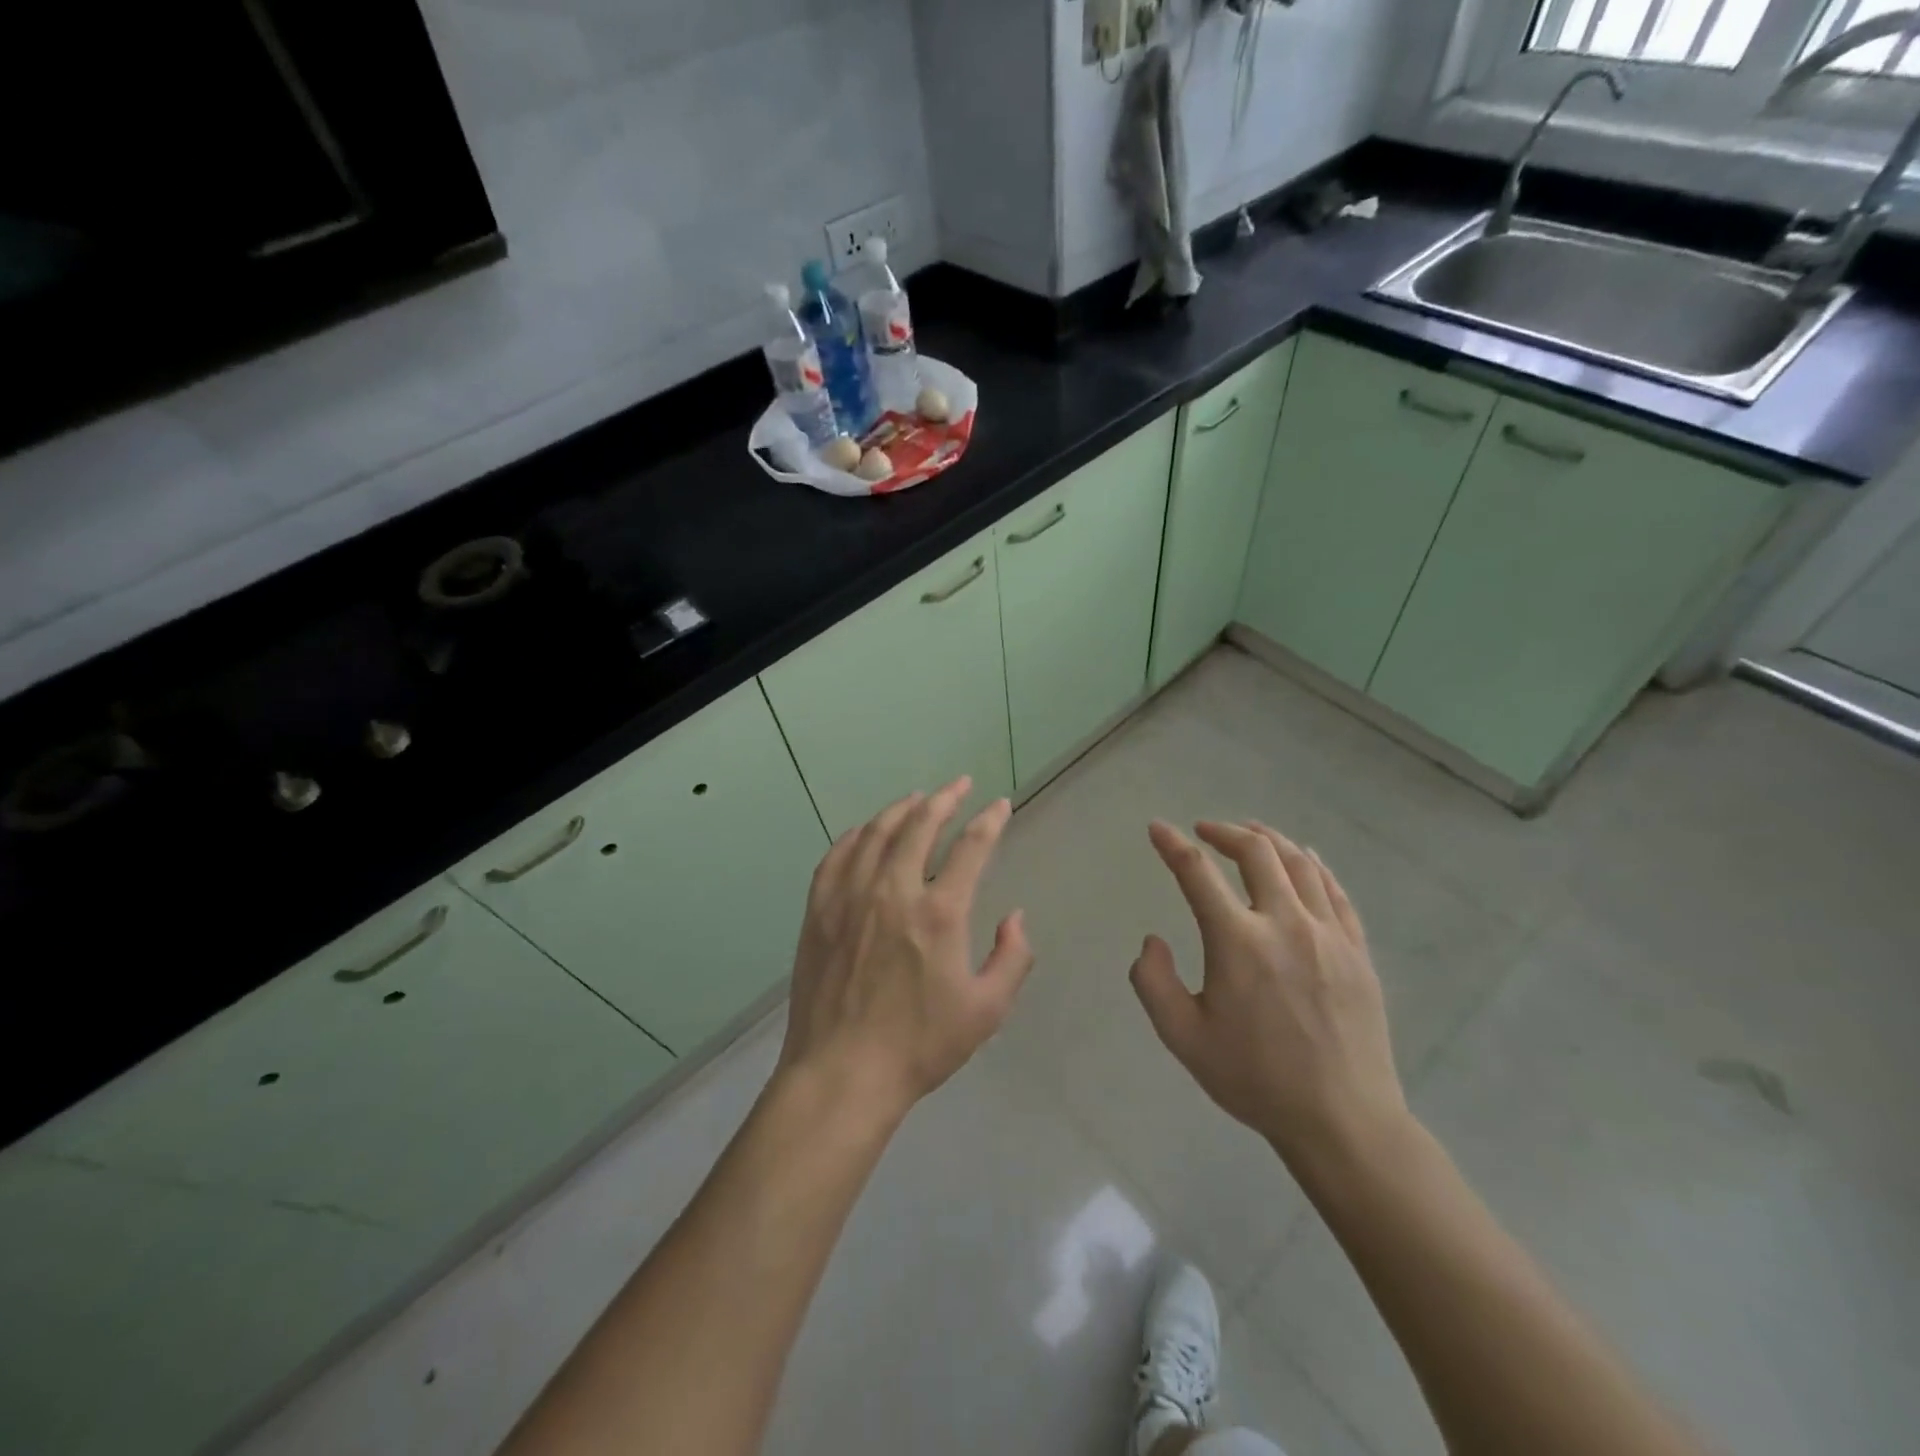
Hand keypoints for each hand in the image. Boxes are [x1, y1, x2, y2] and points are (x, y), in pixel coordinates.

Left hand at [777, 778, 1034, 1124]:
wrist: (842, 1072)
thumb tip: (1015, 917)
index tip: (999, 805)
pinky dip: (856, 835)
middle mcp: (893, 890)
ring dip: (901, 809)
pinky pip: (837, 856)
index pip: (971, 847)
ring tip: (918, 799)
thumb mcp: (986, 1010)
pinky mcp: (820, 910)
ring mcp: (850, 896)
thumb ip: (1012, 958)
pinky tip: (866, 831)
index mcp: (939, 912)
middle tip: (958, 784)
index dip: (989, 821)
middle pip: (920, 825)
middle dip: (944, 798)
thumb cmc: (920, 1045)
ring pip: (877, 833)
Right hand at [1131, 820, 1406, 1167]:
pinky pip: (1335, 891)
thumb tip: (1152, 940)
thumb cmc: (1254, 1079)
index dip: (1172, 845)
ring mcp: (1328, 934)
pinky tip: (1304, 858)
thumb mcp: (1183, 1038)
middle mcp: (1285, 924)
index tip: (1157, 828)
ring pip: (1299, 863)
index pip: (1197, 873)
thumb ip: (1153, 982)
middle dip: (1224, 831)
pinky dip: (1314, 865)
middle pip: (1256, 852)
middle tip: (1203, 830)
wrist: (1342, 1120)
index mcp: (1238, 942)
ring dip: (1269, 839)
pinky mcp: (1357, 951)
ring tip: (1250, 832)